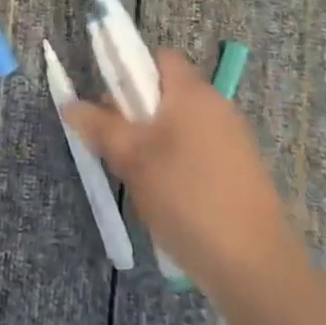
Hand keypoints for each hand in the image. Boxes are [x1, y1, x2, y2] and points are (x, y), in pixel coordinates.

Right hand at [65, 48, 288, 289]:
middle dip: (135, 113)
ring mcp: (234, 140)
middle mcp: (217, 106)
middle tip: (114, 146)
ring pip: (181, 126)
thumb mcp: (132, 160)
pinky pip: (199, 152)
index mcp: (193, 92)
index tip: (108, 103)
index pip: (158, 58)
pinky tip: (168, 200)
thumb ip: (100, 127)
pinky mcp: (241, 171)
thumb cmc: (186, 198)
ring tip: (137, 179)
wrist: (254, 266)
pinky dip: (178, 165)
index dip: (129, 70)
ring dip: (154, 143)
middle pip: (167, 93)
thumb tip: (71, 104)